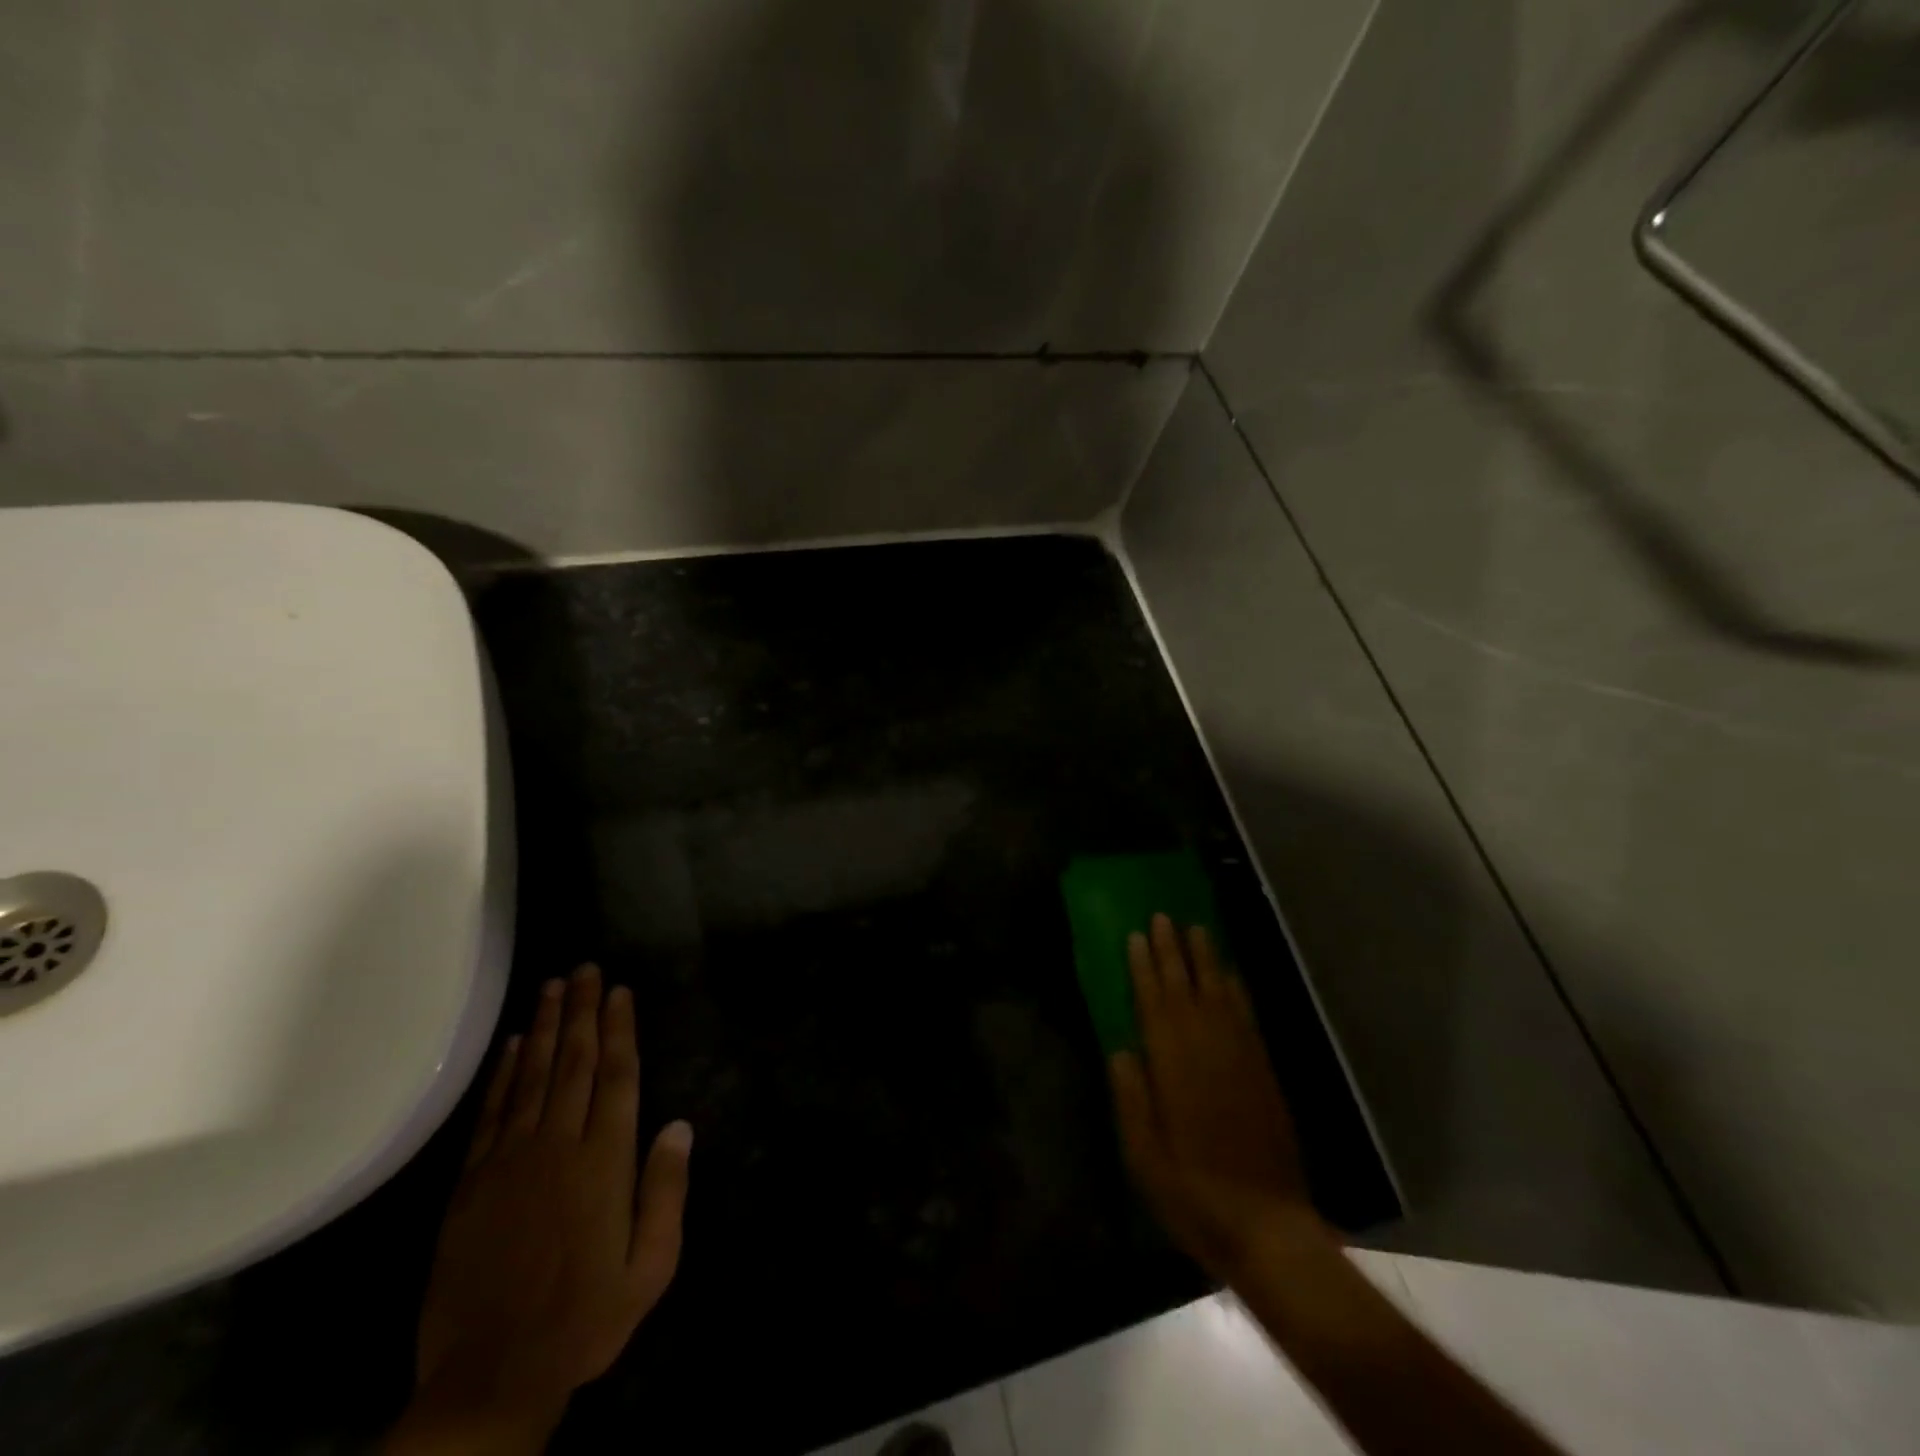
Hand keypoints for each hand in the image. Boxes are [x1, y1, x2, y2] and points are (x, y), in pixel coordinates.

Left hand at [394, 965, 691, 1451]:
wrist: (491, 1378)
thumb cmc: (585, 1318)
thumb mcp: (651, 1266)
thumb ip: (666, 1192)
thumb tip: (679, 1125)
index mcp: (605, 1162)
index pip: (617, 1077)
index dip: (619, 1029)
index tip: (619, 991)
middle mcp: (559, 1147)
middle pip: (575, 1064)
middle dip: (583, 1012)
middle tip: (586, 969)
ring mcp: (511, 1161)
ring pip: (533, 1077)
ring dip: (546, 1027)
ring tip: (554, 986)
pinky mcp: (472, 1183)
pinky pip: (493, 1113)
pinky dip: (505, 1073)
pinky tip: (515, 1044)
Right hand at [1108, 916, 1315, 1278]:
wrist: (1268, 1226)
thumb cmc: (1193, 1194)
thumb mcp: (1143, 1156)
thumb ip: (1131, 1098)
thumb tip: (1120, 1048)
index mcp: (1173, 1068)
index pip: (1154, 1004)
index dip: (1143, 968)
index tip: (1135, 935)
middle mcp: (1207, 1051)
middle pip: (1187, 989)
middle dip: (1172, 951)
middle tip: (1163, 916)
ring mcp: (1241, 1059)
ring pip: (1219, 995)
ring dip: (1206, 960)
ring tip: (1196, 928)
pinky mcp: (1264, 1072)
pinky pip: (1248, 1018)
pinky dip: (1237, 991)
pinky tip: (1231, 975)